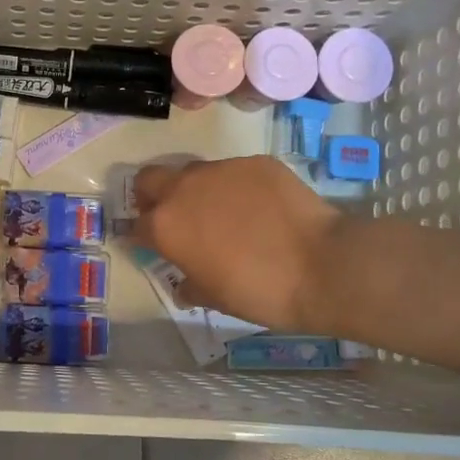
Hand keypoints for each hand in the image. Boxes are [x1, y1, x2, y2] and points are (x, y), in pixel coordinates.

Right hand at [134, 156, 341, 334]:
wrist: (322, 266)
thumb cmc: (259, 292)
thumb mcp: (215, 298)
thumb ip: (190, 285)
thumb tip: (184, 283)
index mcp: (166, 226)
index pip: (136, 225)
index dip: (141, 236)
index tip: (152, 246)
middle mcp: (185, 189)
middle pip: (150, 179)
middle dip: (153, 195)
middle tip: (173, 217)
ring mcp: (222, 169)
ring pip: (194, 172)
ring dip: (197, 190)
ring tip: (223, 213)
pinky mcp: (256, 162)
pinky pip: (235, 171)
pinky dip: (237, 187)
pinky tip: (260, 208)